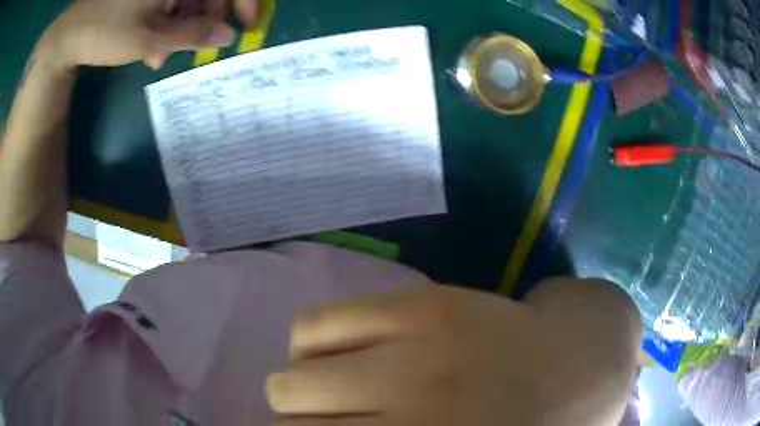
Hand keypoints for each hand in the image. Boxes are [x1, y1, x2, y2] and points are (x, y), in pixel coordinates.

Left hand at [42, 0, 257, 69]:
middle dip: (206, 17)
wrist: (68, 34)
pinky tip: (152, 42)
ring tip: (161, 55)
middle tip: (196, 48)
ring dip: (182, 24)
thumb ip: (193, 34)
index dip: (245, 1)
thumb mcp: (150, 38)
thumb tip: (227, 36)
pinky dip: (166, 18)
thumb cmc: (106, 32)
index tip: (247, 24)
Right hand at [267, 280, 641, 425]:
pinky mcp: (416, 308)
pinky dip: (311, 347)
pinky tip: (345, 352)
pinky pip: (309, 327)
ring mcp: (408, 359)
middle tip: (333, 424)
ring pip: (287, 381)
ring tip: (340, 389)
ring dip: (302, 392)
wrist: (581, 364)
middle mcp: (405, 423)